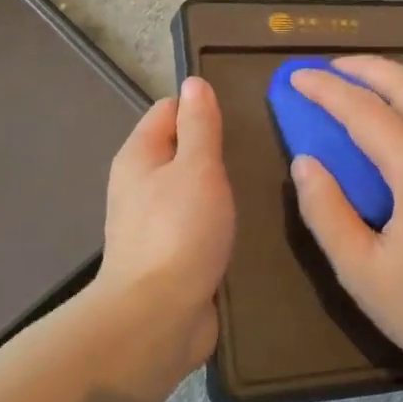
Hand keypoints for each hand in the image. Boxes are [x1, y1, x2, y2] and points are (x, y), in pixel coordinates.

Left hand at [95, 77, 234, 366]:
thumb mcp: (196, 168)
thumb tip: (194, 83)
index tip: (241, 117)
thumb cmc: (179, 232)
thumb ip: (199, 125)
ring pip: (193, 190)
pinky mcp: (172, 256)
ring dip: (222, 189)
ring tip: (263, 186)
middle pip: (182, 151)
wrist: (158, 318)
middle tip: (260, 152)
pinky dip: (220, 222)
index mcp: (139, 156)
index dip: (202, 108)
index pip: (169, 110)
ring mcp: (155, 224)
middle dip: (217, 150)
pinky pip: (199, 225)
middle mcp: (141, 186)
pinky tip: (250, 225)